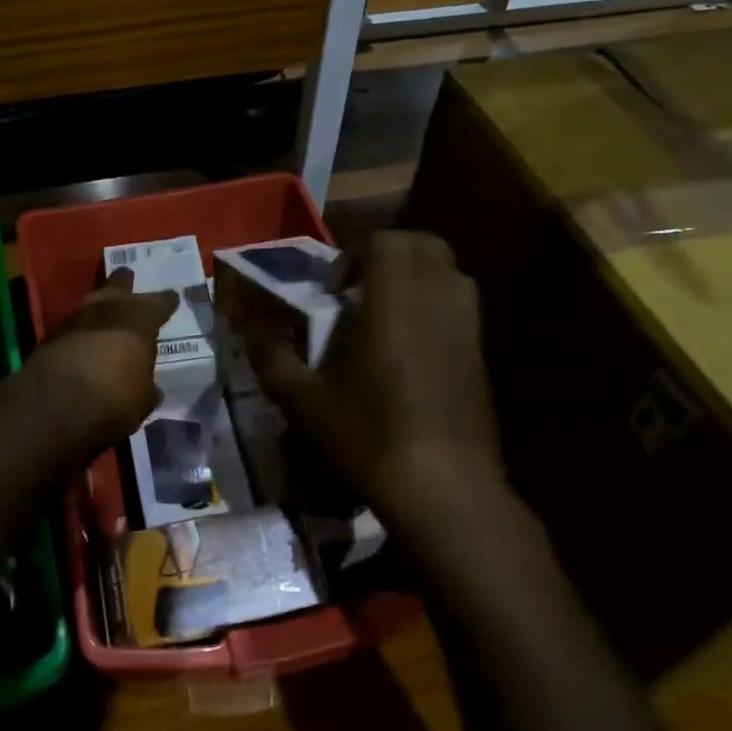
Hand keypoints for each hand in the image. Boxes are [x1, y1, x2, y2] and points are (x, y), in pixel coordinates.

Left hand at [22, 268, 179, 453]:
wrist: (54, 405)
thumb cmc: (113, 398)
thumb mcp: (142, 401)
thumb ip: (147, 389)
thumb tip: (151, 389)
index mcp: (139, 318)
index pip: (159, 303)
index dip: (166, 302)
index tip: (172, 298)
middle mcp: (108, 309)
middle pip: (117, 287)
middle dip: (123, 283)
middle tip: (128, 276)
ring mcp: (74, 319)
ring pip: (91, 303)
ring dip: (98, 305)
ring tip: (105, 308)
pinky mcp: (49, 336)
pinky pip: (72, 325)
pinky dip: (80, 330)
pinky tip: (83, 337)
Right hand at [252, 231, 507, 540]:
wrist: (445, 489)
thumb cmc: (370, 436)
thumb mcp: (305, 401)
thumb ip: (273, 358)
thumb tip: (250, 331)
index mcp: (393, 299)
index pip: (383, 242)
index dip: (353, 256)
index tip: (332, 293)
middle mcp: (436, 298)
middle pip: (421, 245)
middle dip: (387, 255)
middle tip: (358, 290)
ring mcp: (467, 323)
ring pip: (447, 270)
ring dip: (414, 276)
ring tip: (384, 313)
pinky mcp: (481, 351)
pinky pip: (459, 303)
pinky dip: (434, 303)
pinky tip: (409, 348)